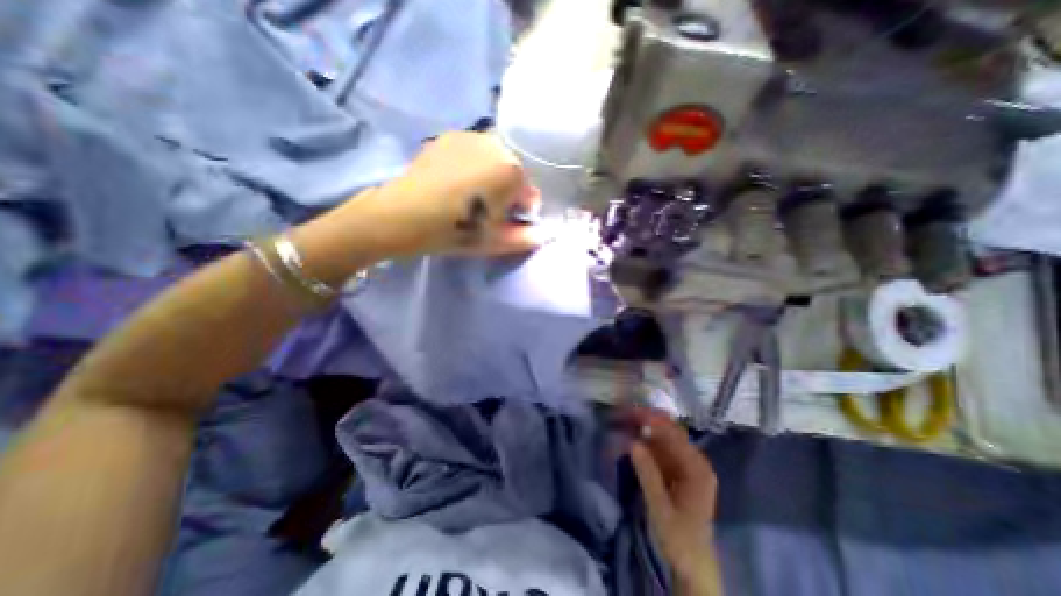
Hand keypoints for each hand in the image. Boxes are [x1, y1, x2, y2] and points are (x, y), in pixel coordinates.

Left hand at [380, 129, 546, 254]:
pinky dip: (473, 166)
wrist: (404, 215)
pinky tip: (455, 182)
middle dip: (506, 193)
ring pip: (494, 161)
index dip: (519, 213)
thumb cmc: (455, 230)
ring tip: (469, 196)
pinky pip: (474, 153)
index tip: (504, 224)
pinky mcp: (450, 136)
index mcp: (512, 170)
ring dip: (491, 177)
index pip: (529, 195)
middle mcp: (496, 145)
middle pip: (513, 175)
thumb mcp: (495, 242)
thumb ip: (525, 239)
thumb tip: (542, 235)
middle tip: (486, 211)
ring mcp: (471, 136)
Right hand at [624, 407, 725, 595]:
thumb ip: (648, 474)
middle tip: (623, 414)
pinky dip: (645, 444)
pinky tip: (631, 439)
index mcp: (697, 469)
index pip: (674, 434)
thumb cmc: (680, 539)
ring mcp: (685, 466)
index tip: (631, 413)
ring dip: (644, 431)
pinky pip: (659, 451)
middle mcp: (694, 462)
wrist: (692, 566)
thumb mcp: (661, 508)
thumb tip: (633, 443)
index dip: (653, 421)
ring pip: (663, 439)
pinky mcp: (675, 471)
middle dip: (647, 422)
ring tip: (623, 422)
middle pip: (669, 432)